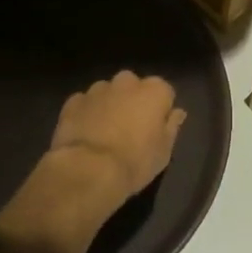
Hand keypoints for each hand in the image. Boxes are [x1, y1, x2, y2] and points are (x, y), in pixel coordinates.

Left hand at [45, 69, 185, 205]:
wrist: (89, 170)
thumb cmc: (135, 162)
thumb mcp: (164, 152)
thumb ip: (171, 127)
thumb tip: (177, 112)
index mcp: (154, 90)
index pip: (164, 93)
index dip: (160, 111)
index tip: (155, 129)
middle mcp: (126, 82)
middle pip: (134, 87)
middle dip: (133, 102)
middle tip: (130, 129)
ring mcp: (97, 89)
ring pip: (108, 92)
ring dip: (109, 105)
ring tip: (105, 132)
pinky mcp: (74, 101)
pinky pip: (85, 103)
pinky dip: (87, 113)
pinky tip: (86, 133)